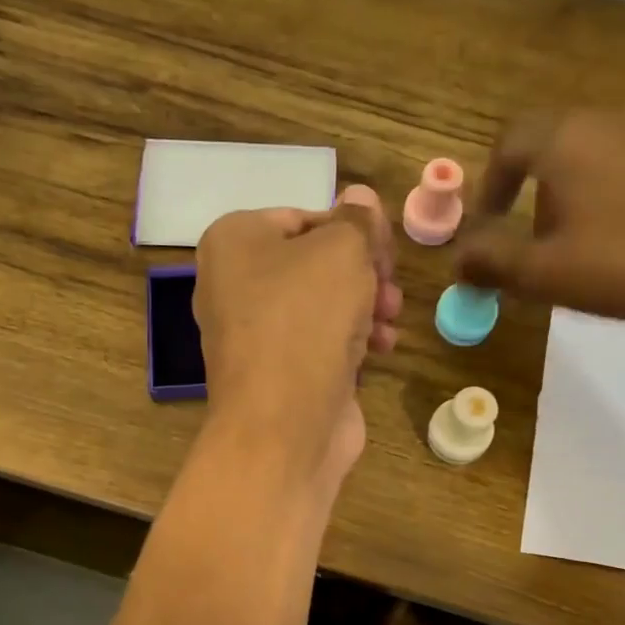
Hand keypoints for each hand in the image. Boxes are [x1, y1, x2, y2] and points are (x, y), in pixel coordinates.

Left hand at [195, 196, 401, 488]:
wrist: (283, 425)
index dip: (351, 230)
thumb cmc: (307, 319)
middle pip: (314, 264)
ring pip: (322, 305)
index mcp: (233, 242)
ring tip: (391, 319)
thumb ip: (357, 221)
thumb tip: (361, 199)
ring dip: (366, 307)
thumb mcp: (343, 250)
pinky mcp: (277, 374)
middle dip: (363, 273)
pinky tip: (381, 349)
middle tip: (390, 286)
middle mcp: (234, 285)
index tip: (385, 250)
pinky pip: (319, 343)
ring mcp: (254, 335)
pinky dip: (351, 341)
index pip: (302, 217)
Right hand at [454, 107, 624, 333]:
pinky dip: (614, 187)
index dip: (490, 185)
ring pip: (594, 150)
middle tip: (532, 239)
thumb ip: (490, 261)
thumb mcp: (543, 273)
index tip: (489, 224)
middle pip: (552, 143)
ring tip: (580, 238)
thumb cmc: (623, 266)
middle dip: (532, 189)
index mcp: (567, 139)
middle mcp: (610, 118)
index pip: (509, 144)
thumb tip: (457, 259)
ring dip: (573, 188)